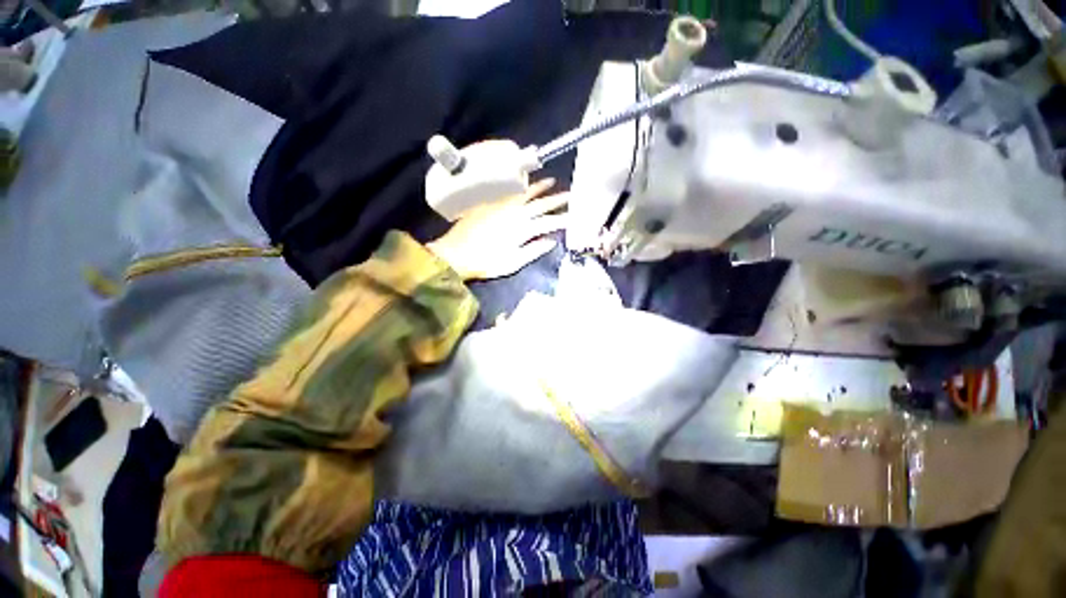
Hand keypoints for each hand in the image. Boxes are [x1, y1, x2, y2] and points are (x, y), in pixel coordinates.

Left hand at [427, 178, 567, 280]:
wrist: (456, 253)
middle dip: (557, 200)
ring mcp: (502, 206)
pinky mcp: (491, 203)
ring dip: (540, 187)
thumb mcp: (513, 263)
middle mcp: (515, 214)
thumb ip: (534, 251)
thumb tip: (551, 241)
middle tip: (571, 195)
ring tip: (552, 181)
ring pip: (526, 193)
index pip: (549, 222)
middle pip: (541, 204)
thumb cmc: (486, 263)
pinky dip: (521, 187)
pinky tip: (525, 184)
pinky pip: (509, 191)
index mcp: (522, 230)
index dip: (563, 220)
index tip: (574, 217)